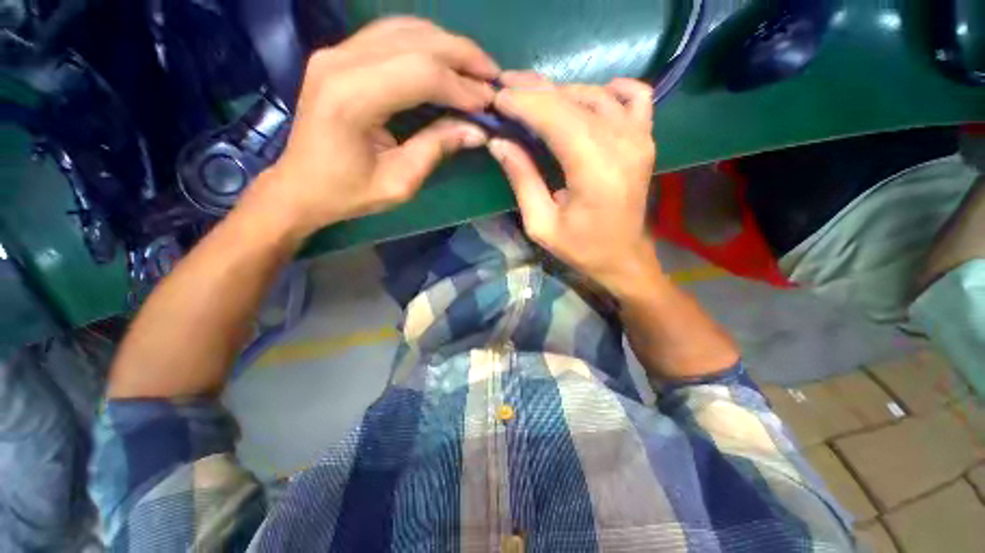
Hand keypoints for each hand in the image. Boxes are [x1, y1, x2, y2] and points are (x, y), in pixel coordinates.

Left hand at [242, 17, 499, 239]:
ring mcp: (337, 52)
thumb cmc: (348, 192)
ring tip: (476, 67)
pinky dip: (425, 43)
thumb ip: (436, 149)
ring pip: (405, 29)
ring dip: (447, 45)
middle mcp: (341, 62)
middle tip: (493, 76)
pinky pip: (390, 34)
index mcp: (352, 99)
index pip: (421, 74)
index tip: (489, 103)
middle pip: (416, 41)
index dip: (461, 86)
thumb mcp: (399, 182)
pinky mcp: (340, 54)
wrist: (301, 185)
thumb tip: (477, 131)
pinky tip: (445, 58)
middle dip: (463, 57)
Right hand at [488, 72, 658, 295]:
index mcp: (594, 170)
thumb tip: (499, 142)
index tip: (497, 98)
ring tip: (533, 97)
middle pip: (574, 101)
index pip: (555, 117)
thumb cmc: (581, 248)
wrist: (623, 257)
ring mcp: (639, 138)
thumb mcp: (541, 224)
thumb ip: (522, 180)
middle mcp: (622, 144)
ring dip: (562, 91)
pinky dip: (609, 90)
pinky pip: (635, 96)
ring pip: (597, 94)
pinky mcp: (646, 140)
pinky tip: (589, 98)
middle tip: (506, 88)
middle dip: (535, 91)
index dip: (524, 103)